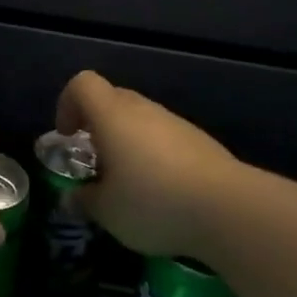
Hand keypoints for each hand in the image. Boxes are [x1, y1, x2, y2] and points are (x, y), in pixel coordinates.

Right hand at [55, 70, 239, 258]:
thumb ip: (85, 200)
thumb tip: (73, 197)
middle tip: (94, 162)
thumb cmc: (153, 202)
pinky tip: (161, 192)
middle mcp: (144, 110)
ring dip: (126, 142)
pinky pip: (165, 138)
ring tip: (128, 183)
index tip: (67, 137)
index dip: (67, 104)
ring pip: (141, 120)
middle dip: (96, 125)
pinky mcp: (201, 142)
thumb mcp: (107, 211)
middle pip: (112, 98)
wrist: (229, 209)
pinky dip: (154, 156)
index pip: (82, 84)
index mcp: (112, 116)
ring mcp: (176, 123)